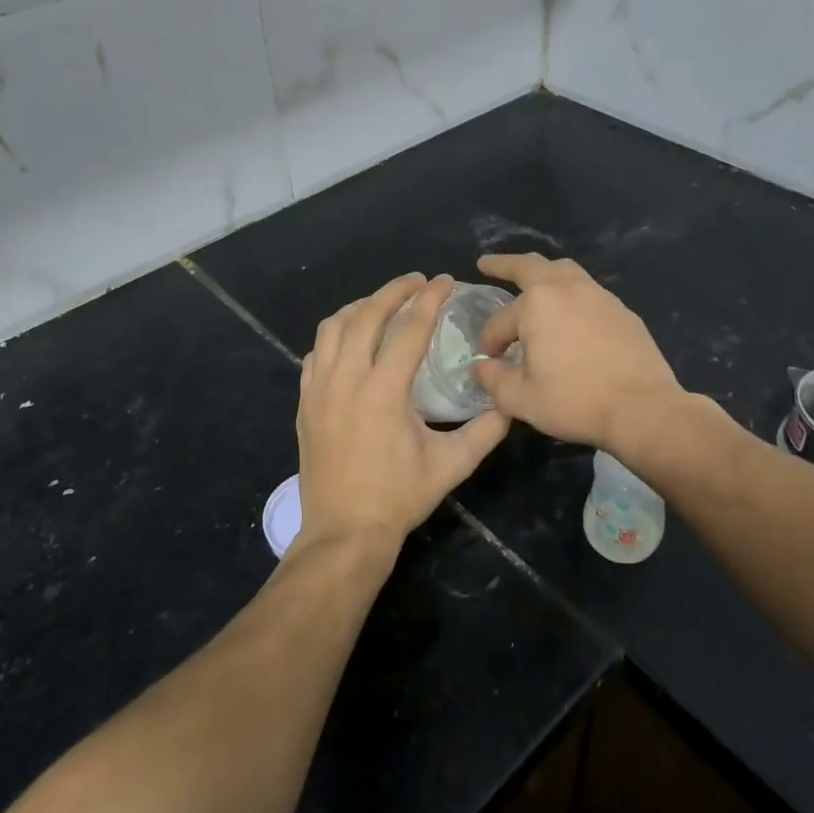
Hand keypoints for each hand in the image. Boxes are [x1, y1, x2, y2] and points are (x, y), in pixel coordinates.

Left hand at [295, 273, 510, 554]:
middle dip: (393, 290)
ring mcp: (319, 390)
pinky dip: (335, 336)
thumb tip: (508, 402)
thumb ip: (485, 430)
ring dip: (360, 307)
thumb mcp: (452, 465)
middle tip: (417, 281)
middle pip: (366, 315)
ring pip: (333, 328)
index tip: (444, 280)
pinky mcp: (305, 403)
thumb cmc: (399, 498)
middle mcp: (347, 380)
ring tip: (383, 303)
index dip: (429, 299)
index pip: (409, 328)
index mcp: (384, 391)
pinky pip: (316, 353)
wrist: (344, 532)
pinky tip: (351, 341)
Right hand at [472, 253, 683, 451]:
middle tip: (487, 264)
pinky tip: (569, 312)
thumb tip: (483, 364)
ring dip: (542, 272)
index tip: (489, 359)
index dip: (489, 341)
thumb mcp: (521, 399)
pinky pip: (588, 291)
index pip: (500, 321)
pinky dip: (570, 293)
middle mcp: (567, 288)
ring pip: (564, 271)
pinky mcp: (622, 311)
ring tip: (532, 279)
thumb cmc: (575, 402)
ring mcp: (599, 296)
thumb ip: (493, 379)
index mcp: (537, 305)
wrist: (642, 409)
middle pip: (530, 266)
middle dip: (505, 264)